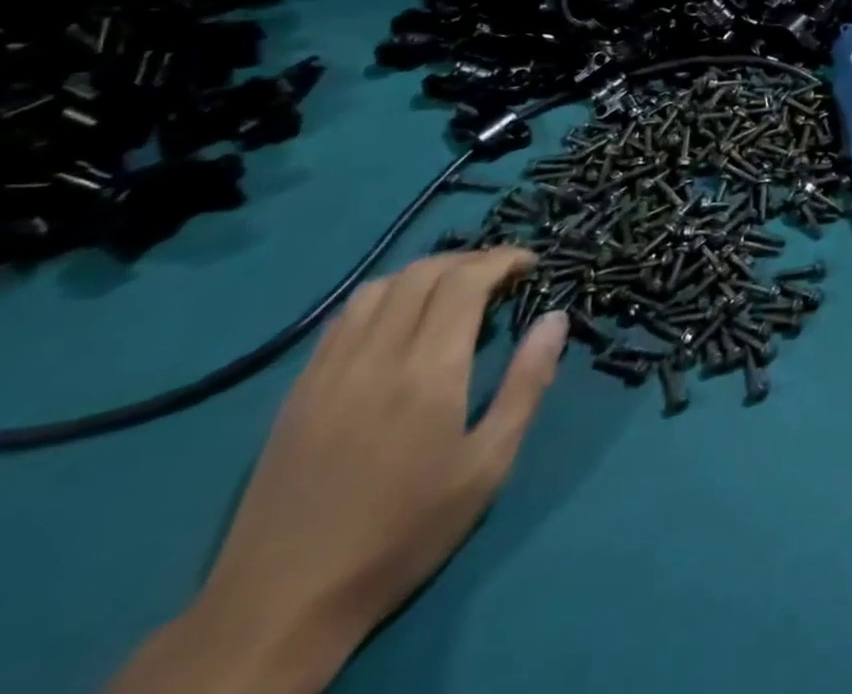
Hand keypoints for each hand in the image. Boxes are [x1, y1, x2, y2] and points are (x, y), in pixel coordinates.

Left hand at [114, 250, 567, 693]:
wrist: (282, 605)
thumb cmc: (405, 532)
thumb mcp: (488, 465)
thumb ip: (527, 383)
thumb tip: (555, 318)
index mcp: (428, 371)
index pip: (465, 281)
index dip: (502, 259)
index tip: (531, 263)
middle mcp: (376, 356)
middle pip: (422, 273)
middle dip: (470, 259)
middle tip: (502, 273)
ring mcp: (329, 371)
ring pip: (378, 287)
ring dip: (425, 273)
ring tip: (454, 289)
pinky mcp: (298, 391)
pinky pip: (342, 319)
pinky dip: (383, 298)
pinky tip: (399, 320)